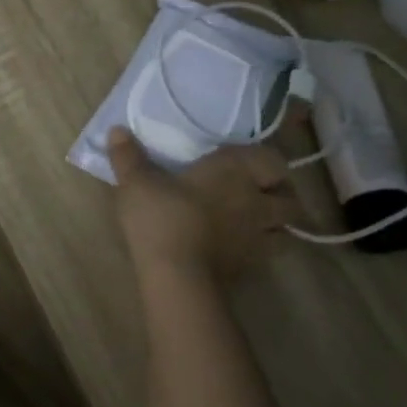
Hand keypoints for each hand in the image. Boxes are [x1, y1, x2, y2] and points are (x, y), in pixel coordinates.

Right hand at [107, 126, 299, 288]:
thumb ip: (128, 156)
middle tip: (258, 193)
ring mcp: (258, 237)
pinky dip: (260, 250)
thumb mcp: (136, 182)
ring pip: (286, 230)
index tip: (245, 163)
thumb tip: (117, 130)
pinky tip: (238, 248)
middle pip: (290, 197)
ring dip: (277, 225)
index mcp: (235, 170)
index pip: (271, 159)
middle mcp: (256, 200)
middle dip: (280, 194)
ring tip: (255, 223)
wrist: (178, 276)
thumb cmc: (163, 216)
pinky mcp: (252, 267)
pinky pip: (267, 255)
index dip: (264, 160)